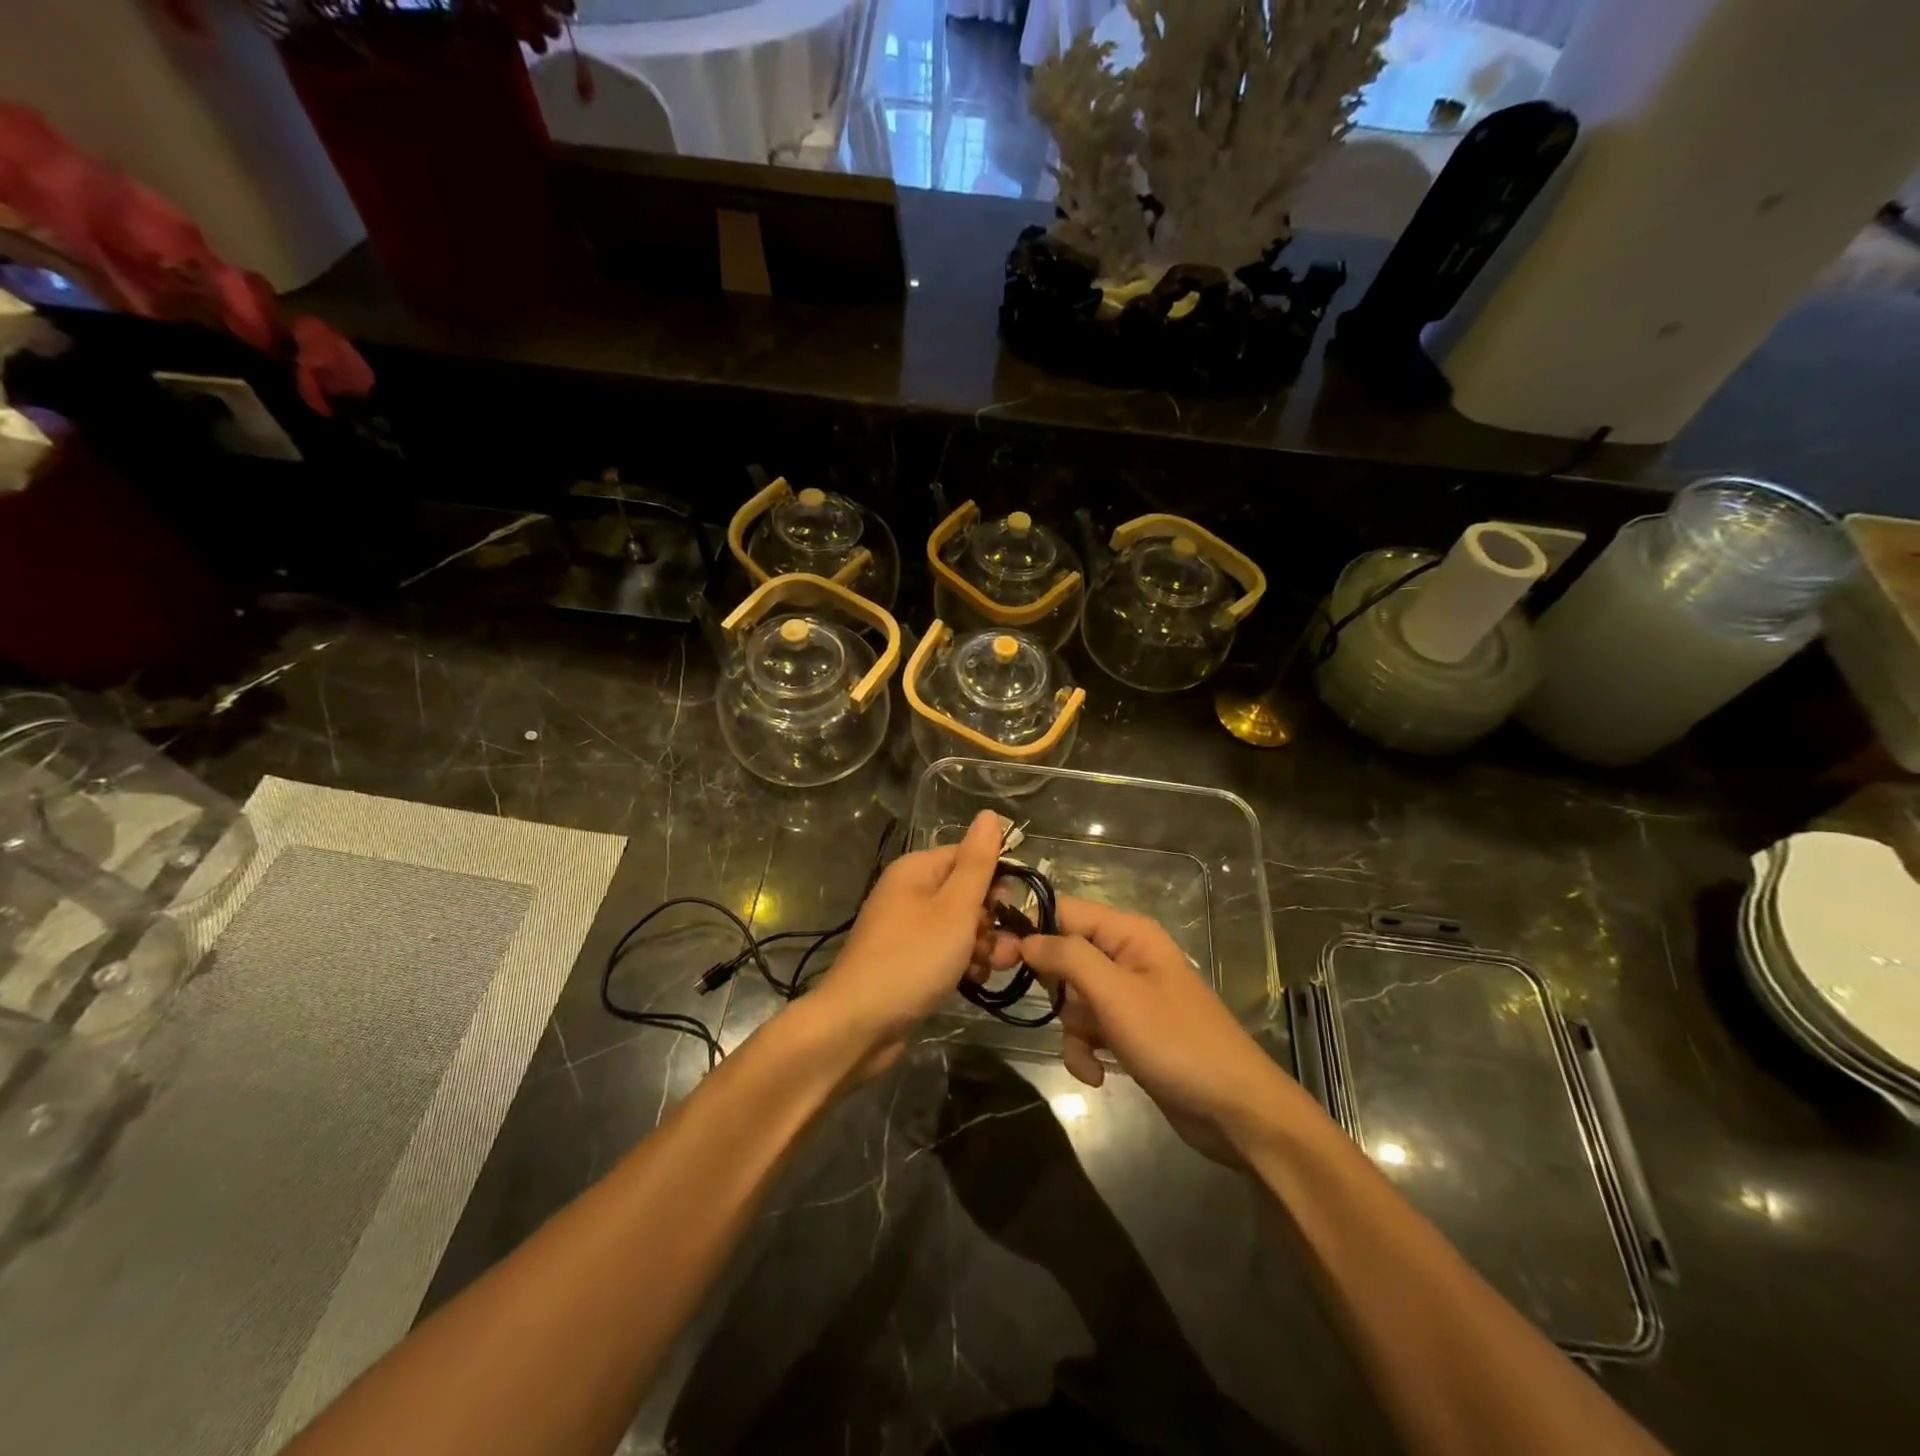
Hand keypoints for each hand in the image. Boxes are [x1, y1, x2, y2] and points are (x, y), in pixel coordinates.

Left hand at [812, 810, 1005, 1073]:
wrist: (859, 1024)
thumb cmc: (913, 959)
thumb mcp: (954, 908)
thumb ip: (977, 863)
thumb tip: (990, 815)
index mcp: (916, 870)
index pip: (969, 857)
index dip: (996, 879)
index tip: (1015, 908)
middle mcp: (909, 892)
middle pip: (966, 893)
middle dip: (991, 919)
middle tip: (1005, 947)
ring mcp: (907, 928)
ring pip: (960, 926)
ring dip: (981, 945)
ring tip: (990, 968)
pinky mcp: (908, 960)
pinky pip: (945, 951)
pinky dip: (962, 963)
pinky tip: (974, 981)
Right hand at [1018, 897, 1302, 1161]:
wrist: (1234, 1111)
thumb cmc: (1175, 1041)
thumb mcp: (1115, 994)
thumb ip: (1068, 958)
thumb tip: (1026, 938)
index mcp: (1127, 933)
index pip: (1064, 911)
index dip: (1030, 929)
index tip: (999, 957)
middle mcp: (1126, 956)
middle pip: (1064, 956)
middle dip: (1055, 988)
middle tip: (1048, 1009)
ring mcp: (1128, 996)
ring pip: (1073, 999)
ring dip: (1072, 1028)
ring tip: (1090, 1052)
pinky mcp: (1129, 1032)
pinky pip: (1088, 1030)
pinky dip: (1086, 1050)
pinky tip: (1098, 1074)